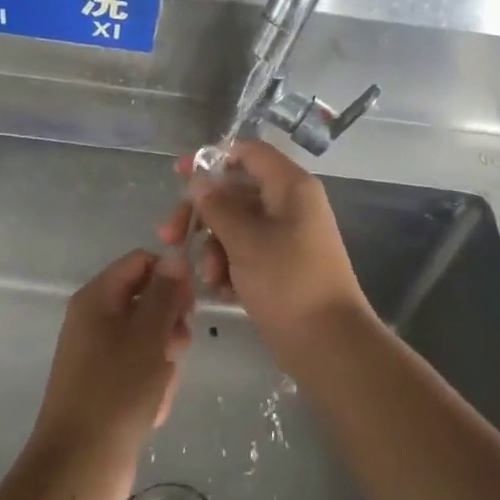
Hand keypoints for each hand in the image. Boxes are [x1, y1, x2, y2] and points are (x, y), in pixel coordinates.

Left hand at [27, 249, 194, 499]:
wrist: (80, 466)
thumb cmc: (116, 391)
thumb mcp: (148, 335)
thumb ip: (165, 293)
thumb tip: (174, 258)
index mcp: (97, 297)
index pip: (141, 262)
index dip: (170, 276)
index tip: (190, 306)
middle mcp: (93, 319)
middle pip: (146, 300)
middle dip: (169, 325)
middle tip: (177, 349)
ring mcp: (97, 354)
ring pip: (148, 339)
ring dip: (164, 360)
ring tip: (161, 388)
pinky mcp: (104, 386)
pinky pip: (138, 370)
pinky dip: (151, 385)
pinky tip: (152, 409)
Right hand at [158, 141, 372, 372]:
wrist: (329, 345)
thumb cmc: (288, 282)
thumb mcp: (245, 241)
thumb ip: (217, 207)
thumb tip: (199, 181)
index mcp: (290, 187)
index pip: (249, 153)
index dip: (213, 159)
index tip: (178, 174)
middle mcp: (290, 205)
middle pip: (236, 192)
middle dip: (202, 214)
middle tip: (170, 237)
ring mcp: (286, 237)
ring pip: (236, 226)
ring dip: (213, 247)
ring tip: (208, 278)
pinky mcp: (281, 266)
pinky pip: (246, 252)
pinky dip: (229, 266)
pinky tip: (220, 289)